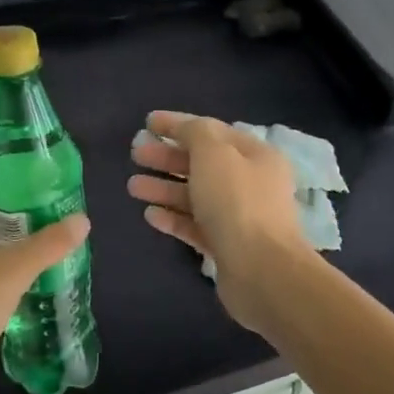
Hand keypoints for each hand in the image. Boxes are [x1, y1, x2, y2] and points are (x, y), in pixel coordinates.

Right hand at [127, 110, 309, 334]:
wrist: (261, 270)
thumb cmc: (237, 203)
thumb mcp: (215, 154)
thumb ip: (196, 133)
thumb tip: (185, 129)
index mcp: (256, 155)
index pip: (212, 131)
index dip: (179, 124)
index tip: (147, 122)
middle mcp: (250, 183)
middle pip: (203, 164)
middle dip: (167, 158)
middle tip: (136, 154)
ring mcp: (239, 217)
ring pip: (196, 196)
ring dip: (164, 188)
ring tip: (132, 186)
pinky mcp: (226, 246)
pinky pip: (195, 226)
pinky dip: (173, 218)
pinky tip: (150, 215)